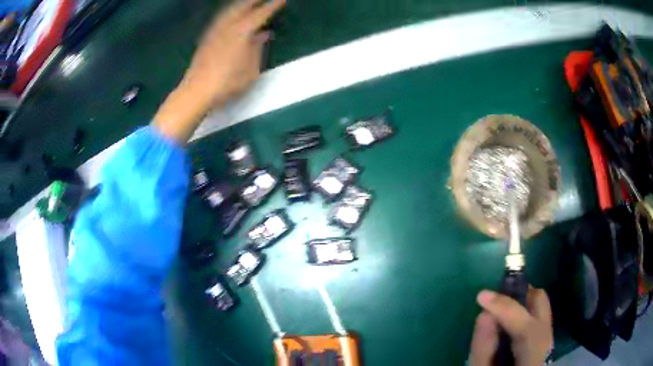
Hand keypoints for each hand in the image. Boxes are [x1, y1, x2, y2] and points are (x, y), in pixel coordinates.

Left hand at [181, 0, 285, 106]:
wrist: (196, 91)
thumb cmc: (227, 83)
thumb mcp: (251, 70)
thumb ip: (257, 49)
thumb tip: (263, 35)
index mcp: (242, 32)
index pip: (260, 14)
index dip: (272, 6)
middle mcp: (227, 26)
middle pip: (242, 6)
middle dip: (254, 0)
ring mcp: (215, 31)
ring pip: (229, 10)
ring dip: (241, 3)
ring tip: (249, 2)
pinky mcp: (206, 38)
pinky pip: (221, 18)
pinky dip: (230, 12)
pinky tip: (232, 16)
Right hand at [469, 286, 552, 365]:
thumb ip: (483, 349)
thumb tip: (484, 313)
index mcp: (534, 358)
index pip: (527, 328)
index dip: (506, 307)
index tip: (481, 296)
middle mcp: (547, 345)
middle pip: (542, 305)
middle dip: (519, 294)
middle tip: (495, 299)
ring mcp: (548, 341)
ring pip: (541, 308)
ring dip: (520, 303)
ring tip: (498, 310)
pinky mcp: (543, 341)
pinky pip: (536, 317)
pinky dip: (522, 313)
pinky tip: (507, 325)